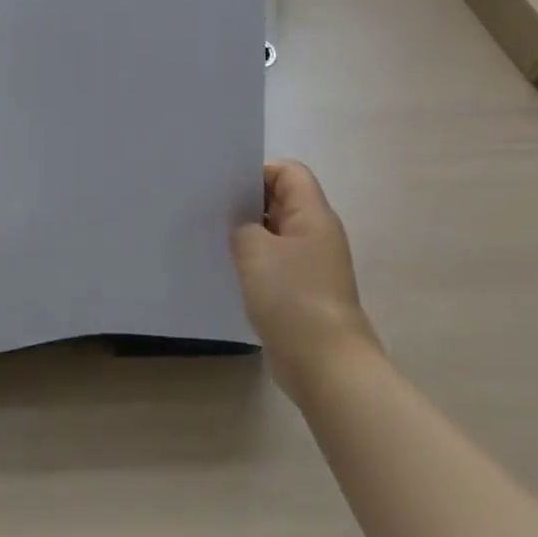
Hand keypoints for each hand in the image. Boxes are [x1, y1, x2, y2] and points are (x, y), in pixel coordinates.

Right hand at [232, 161, 380, 401]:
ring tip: (215, 240)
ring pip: (277, 235)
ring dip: (249, 236)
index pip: (289, 172)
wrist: (326, 364)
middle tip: (212, 210)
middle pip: (282, 201)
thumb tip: (243, 227)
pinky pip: (277, 265)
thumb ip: (242, 227)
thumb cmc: (292, 297)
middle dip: (248, 204)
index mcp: (313, 214)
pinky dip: (255, 264)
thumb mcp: (255, 251)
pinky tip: (230, 273)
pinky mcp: (304, 293)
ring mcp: (313, 265)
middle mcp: (317, 234)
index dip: (258, 172)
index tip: (226, 189)